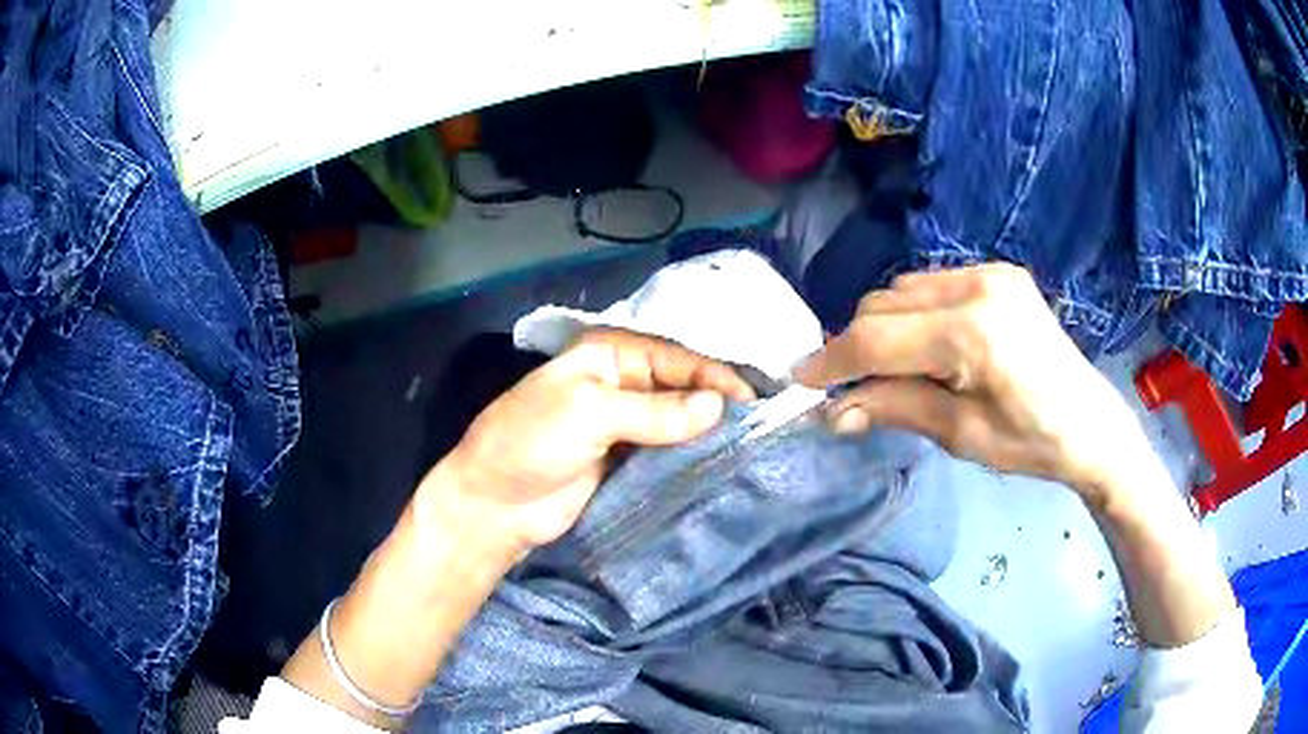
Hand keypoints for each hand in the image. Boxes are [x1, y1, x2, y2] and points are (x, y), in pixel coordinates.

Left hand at [424, 329, 754, 552]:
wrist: (494, 505)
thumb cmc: (531, 444)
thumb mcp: (589, 414)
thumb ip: (656, 411)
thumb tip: (718, 408)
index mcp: (608, 356)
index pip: (675, 357)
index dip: (715, 376)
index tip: (754, 403)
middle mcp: (620, 383)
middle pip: (681, 386)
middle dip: (715, 403)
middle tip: (760, 427)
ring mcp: (623, 424)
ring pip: (677, 420)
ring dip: (707, 432)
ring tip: (750, 447)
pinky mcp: (625, 460)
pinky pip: (666, 451)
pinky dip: (690, 456)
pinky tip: (719, 465)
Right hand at [796, 263, 1144, 497]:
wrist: (1091, 423)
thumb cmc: (1032, 443)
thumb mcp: (961, 436)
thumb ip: (896, 408)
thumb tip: (834, 411)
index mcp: (973, 333)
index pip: (879, 338)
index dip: (834, 360)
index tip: (801, 380)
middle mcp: (978, 286)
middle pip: (885, 304)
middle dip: (857, 344)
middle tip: (850, 386)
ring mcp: (990, 272)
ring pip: (904, 289)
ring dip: (884, 326)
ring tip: (893, 369)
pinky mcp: (998, 273)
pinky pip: (932, 285)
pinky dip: (914, 313)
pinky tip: (927, 345)